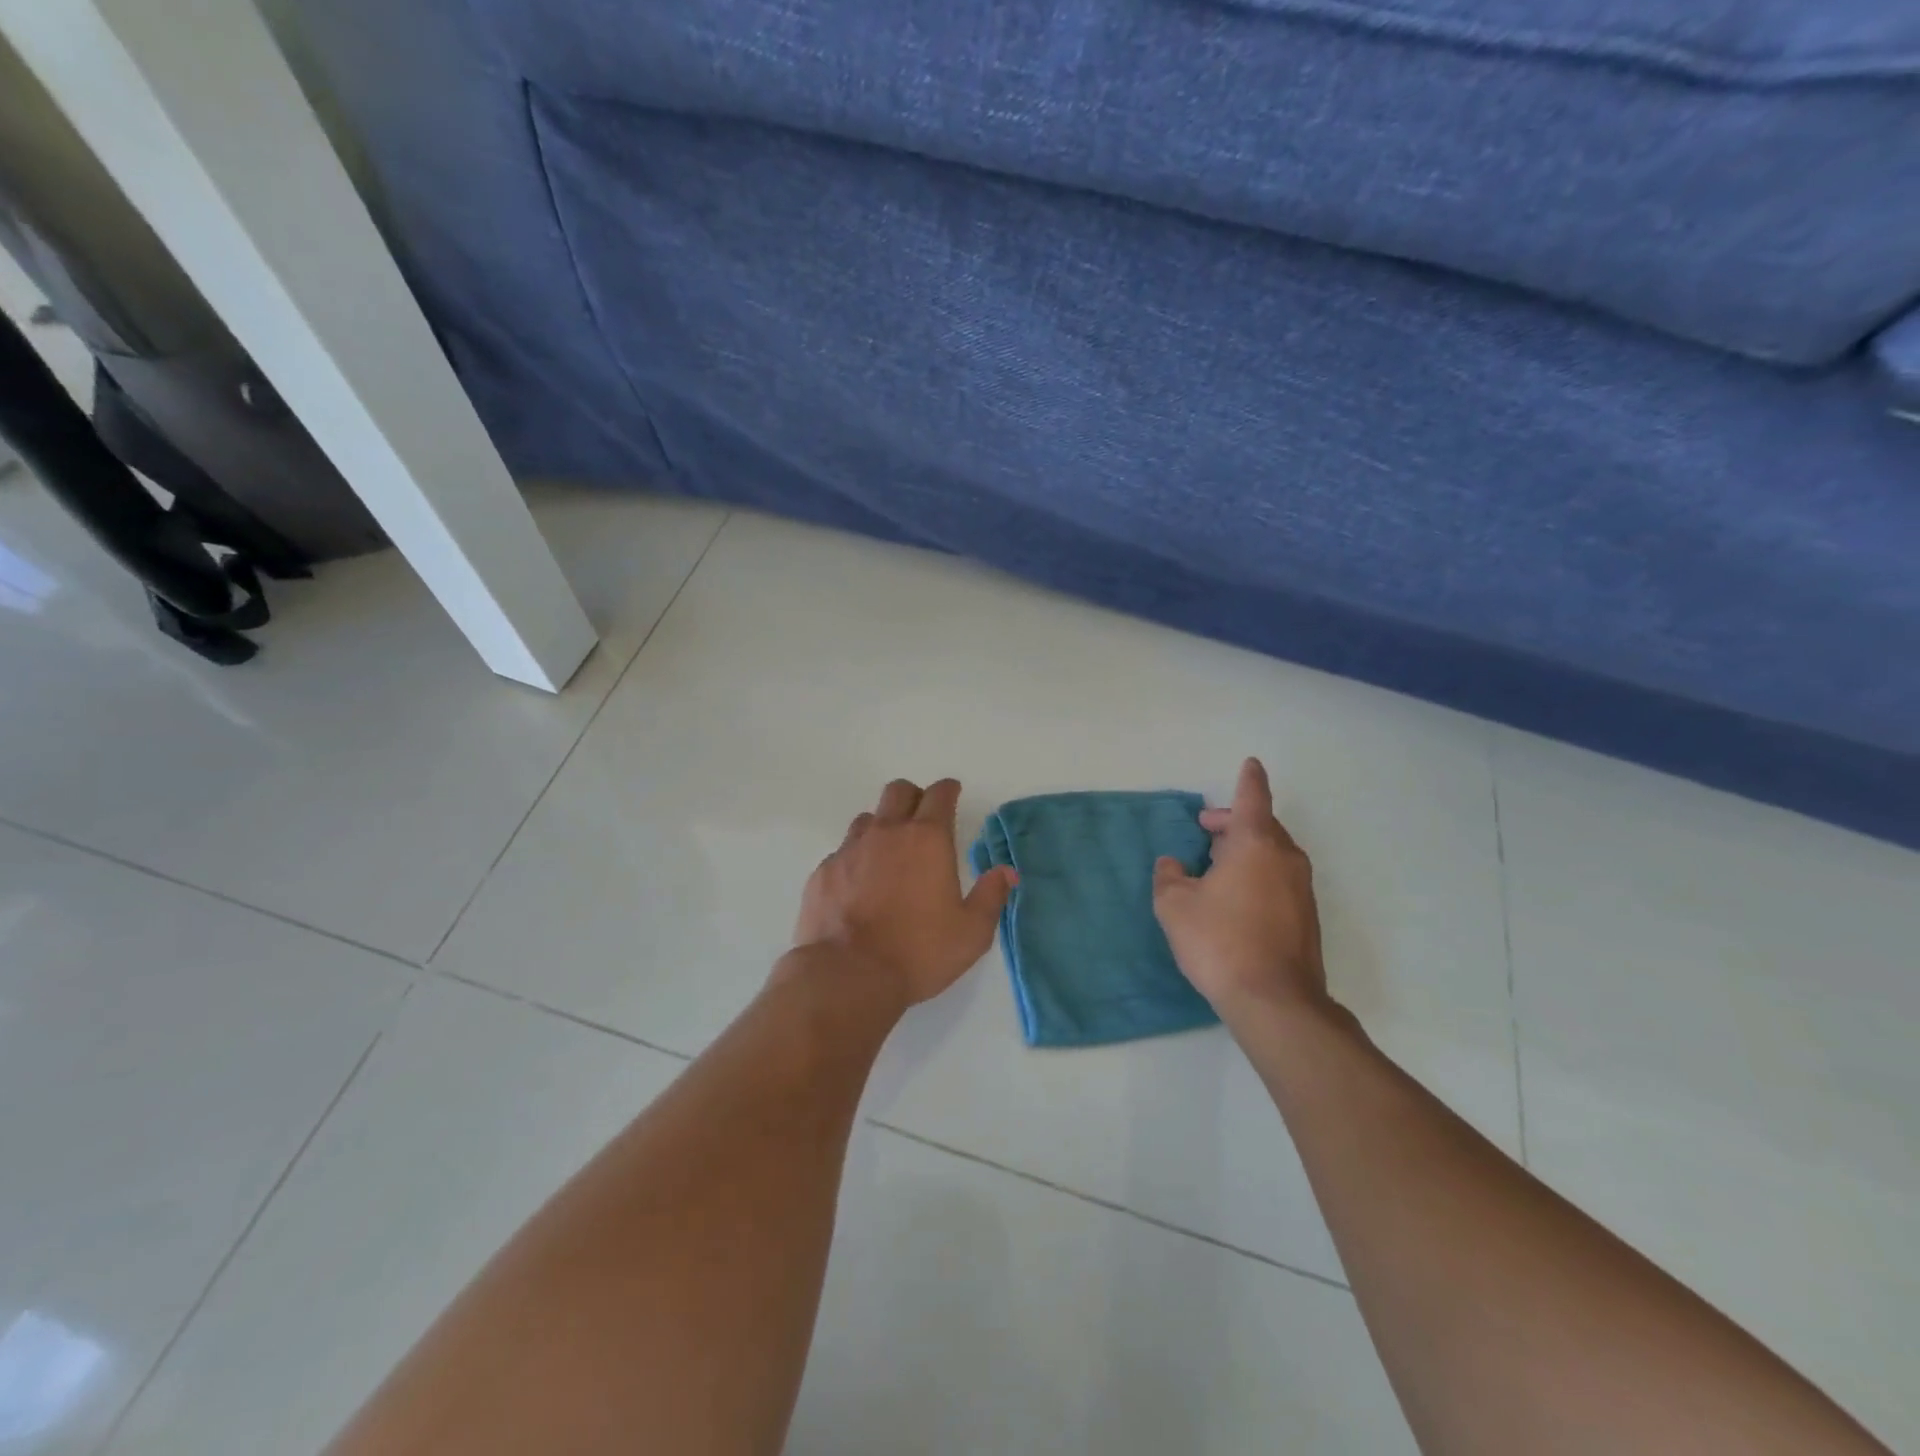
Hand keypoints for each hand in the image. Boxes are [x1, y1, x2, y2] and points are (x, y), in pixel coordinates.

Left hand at [793, 778, 1017, 1008]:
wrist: (848, 975)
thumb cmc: (918, 952)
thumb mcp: (971, 932)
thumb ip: (991, 896)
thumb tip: (1006, 871)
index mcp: (927, 839)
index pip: (939, 795)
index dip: (948, 790)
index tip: (952, 793)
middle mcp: (887, 833)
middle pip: (898, 791)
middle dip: (913, 796)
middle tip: (922, 818)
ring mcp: (850, 849)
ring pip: (867, 819)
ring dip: (882, 826)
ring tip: (889, 854)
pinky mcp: (823, 872)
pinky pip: (842, 851)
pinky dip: (855, 859)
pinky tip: (859, 886)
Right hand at [1153, 758, 1329, 1022]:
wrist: (1275, 1001)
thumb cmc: (1220, 941)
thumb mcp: (1175, 905)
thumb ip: (1169, 876)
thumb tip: (1172, 865)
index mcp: (1255, 843)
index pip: (1252, 798)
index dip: (1248, 779)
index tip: (1250, 764)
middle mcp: (1285, 858)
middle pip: (1262, 825)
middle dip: (1234, 822)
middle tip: (1206, 831)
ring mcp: (1301, 888)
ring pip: (1273, 853)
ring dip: (1246, 849)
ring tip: (1216, 865)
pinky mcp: (1306, 917)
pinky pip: (1279, 878)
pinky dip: (1258, 873)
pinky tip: (1235, 898)